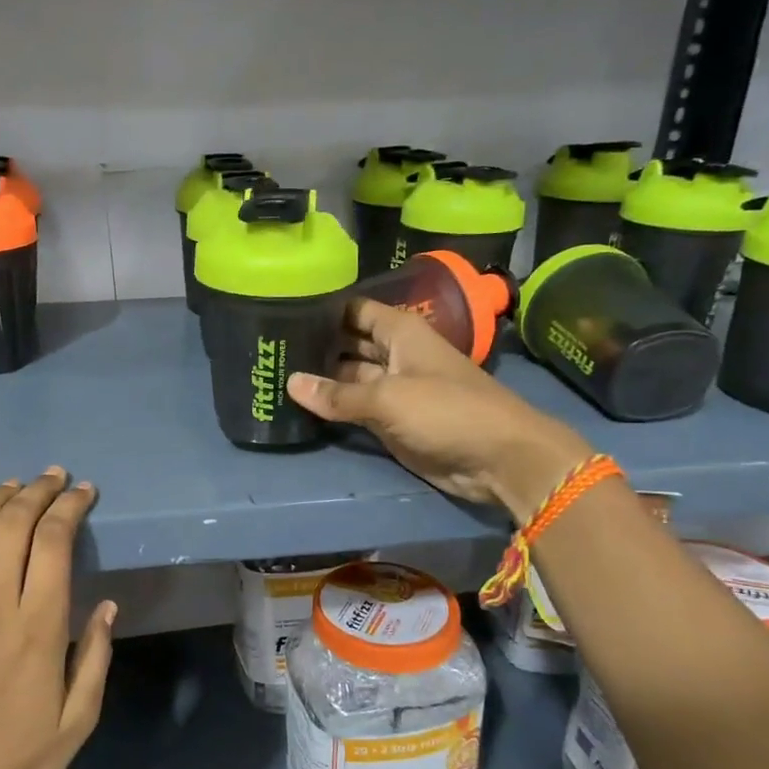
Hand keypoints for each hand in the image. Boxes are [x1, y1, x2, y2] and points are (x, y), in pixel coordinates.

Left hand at [0, 468, 114, 768]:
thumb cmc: (16, 760)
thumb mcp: (78, 720)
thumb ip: (97, 656)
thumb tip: (108, 604)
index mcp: (38, 628)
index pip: (55, 542)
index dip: (70, 507)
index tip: (83, 492)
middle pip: (14, 524)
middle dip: (39, 491)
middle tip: (54, 478)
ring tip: (15, 485)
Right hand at [287, 298, 592, 518]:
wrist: (498, 458)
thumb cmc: (448, 411)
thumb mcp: (388, 398)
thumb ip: (338, 394)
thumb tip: (290, 383)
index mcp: (400, 333)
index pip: (355, 310)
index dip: (324, 310)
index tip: (283, 311)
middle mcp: (395, 355)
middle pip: (349, 344)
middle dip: (316, 346)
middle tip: (269, 348)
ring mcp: (392, 390)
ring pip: (349, 379)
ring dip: (320, 379)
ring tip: (274, 373)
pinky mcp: (391, 421)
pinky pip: (355, 409)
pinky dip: (332, 408)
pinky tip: (298, 404)